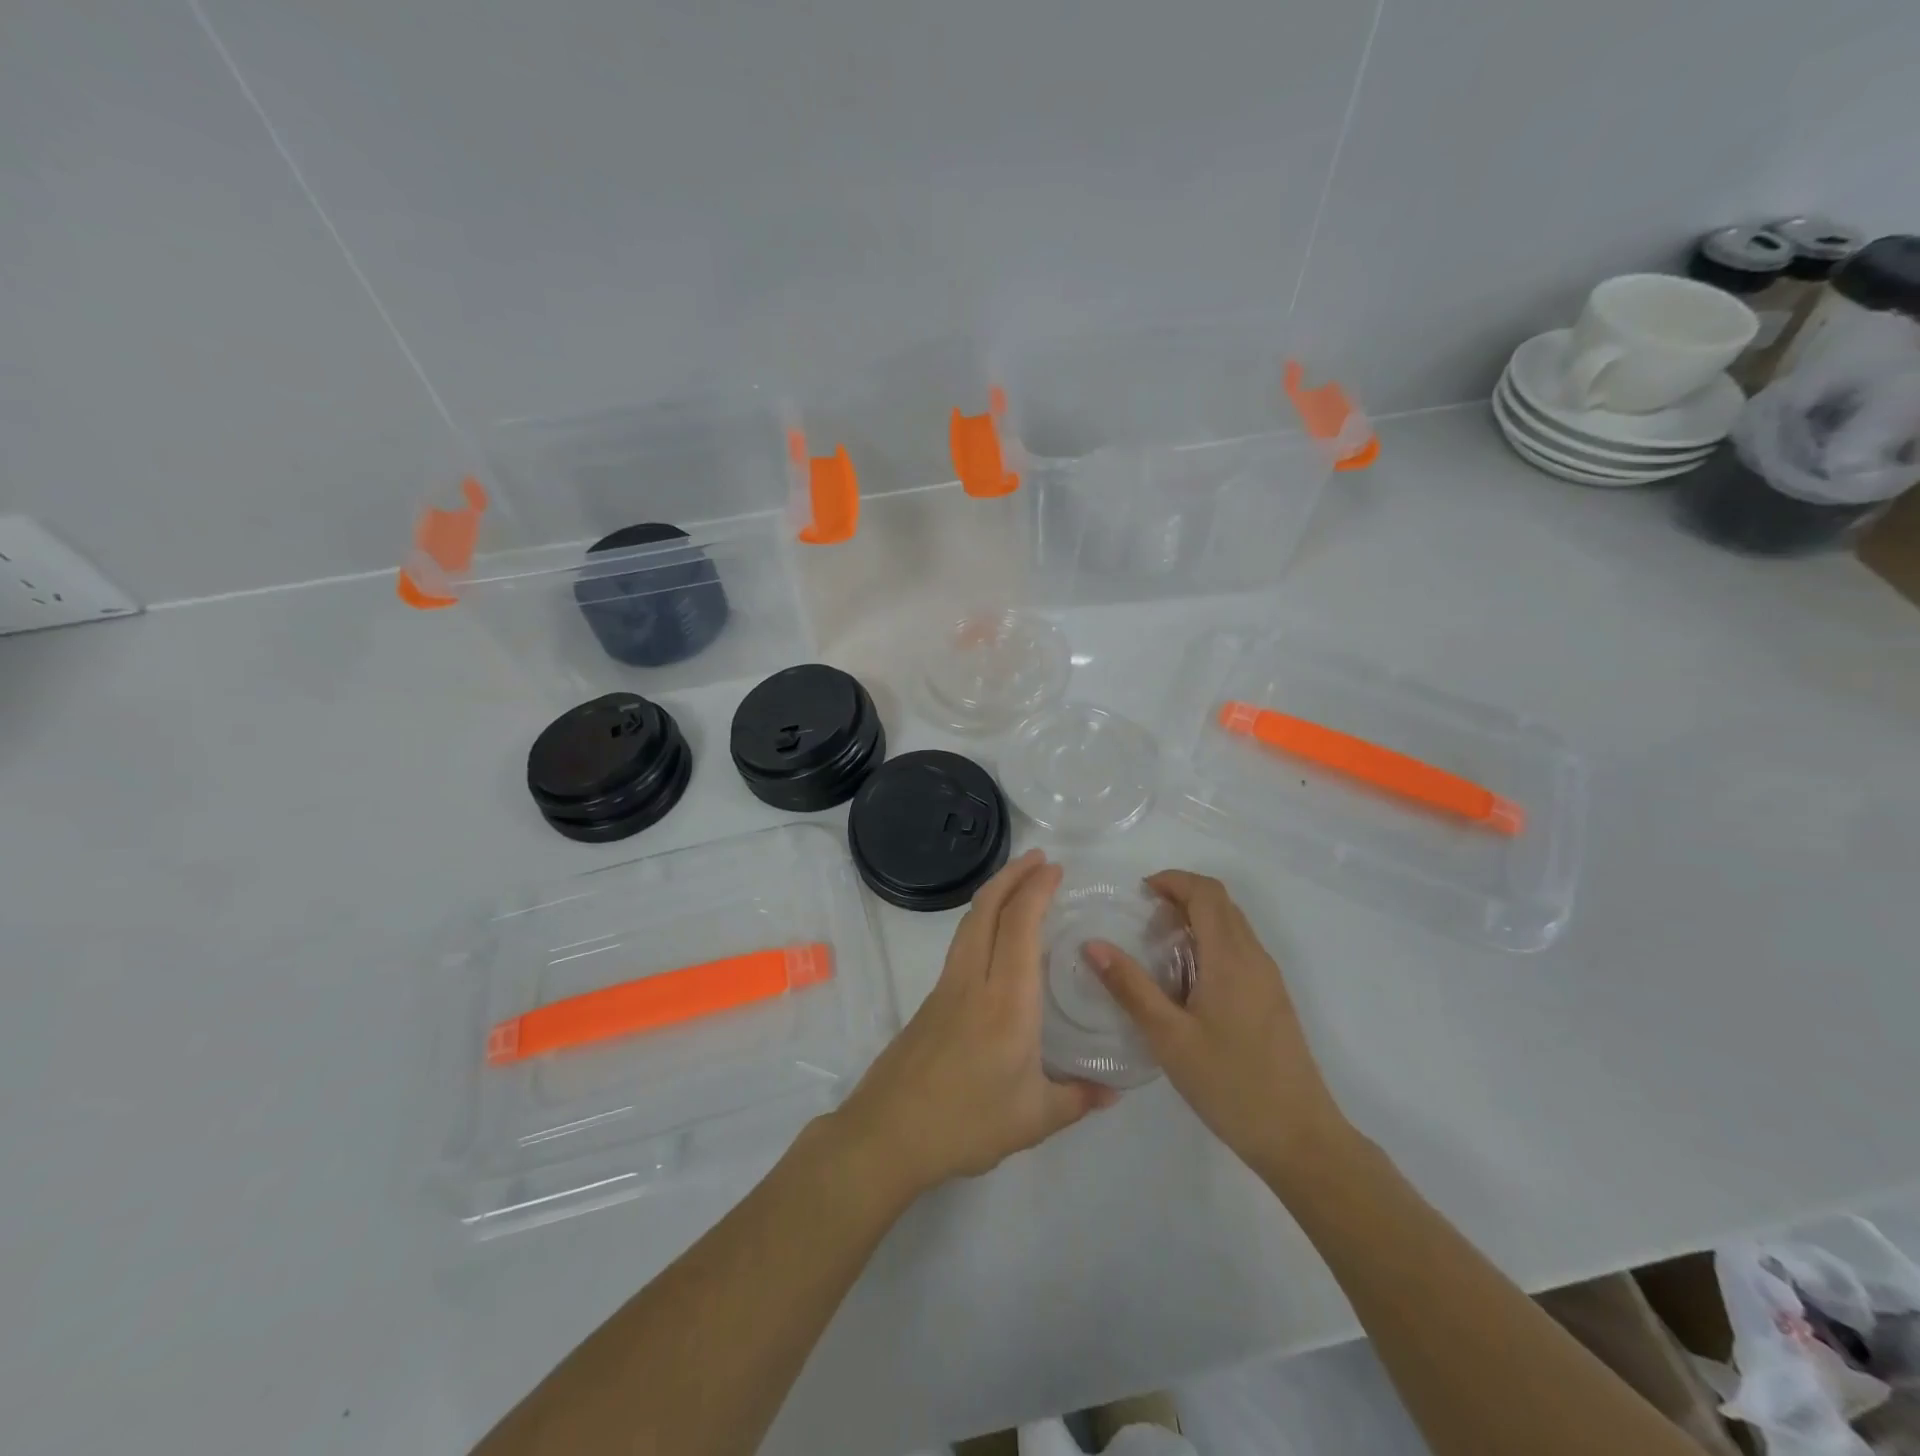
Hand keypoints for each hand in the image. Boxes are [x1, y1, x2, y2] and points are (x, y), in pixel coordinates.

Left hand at [832, 850, 1115, 1200]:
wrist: (889, 1132)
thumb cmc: (967, 1122)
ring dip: (994, 893)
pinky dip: (982, 921)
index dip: (1037, 890)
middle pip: (987, 908)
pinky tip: (995, 938)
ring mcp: (947, 987)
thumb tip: (1115, 1091)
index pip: (1021, 926)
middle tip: (1039, 859)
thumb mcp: (1034, 1119)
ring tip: (1018, 884)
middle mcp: (974, 980)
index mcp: (1007, 1001)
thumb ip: (1078, 1099)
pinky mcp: (931, 1000)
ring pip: (969, 923)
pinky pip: (961, 944)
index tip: (1055, 869)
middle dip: (1013, 875)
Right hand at [1086, 871, 1349, 1179]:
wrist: (1300, 1138)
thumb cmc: (1230, 1083)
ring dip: (1197, 919)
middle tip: (1143, 919)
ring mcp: (1268, 978)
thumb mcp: (1169, 1037)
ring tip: (1159, 947)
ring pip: (1233, 925)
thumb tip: (1093, 945)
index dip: (1172, 880)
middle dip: (1181, 896)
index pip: (1206, 892)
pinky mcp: (1273, 999)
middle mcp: (1255, 957)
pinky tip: (1188, 981)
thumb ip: (1130, 987)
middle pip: (1221, 902)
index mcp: (1231, 957)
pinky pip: (1240, 949)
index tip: (1138, 894)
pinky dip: (1211, 942)